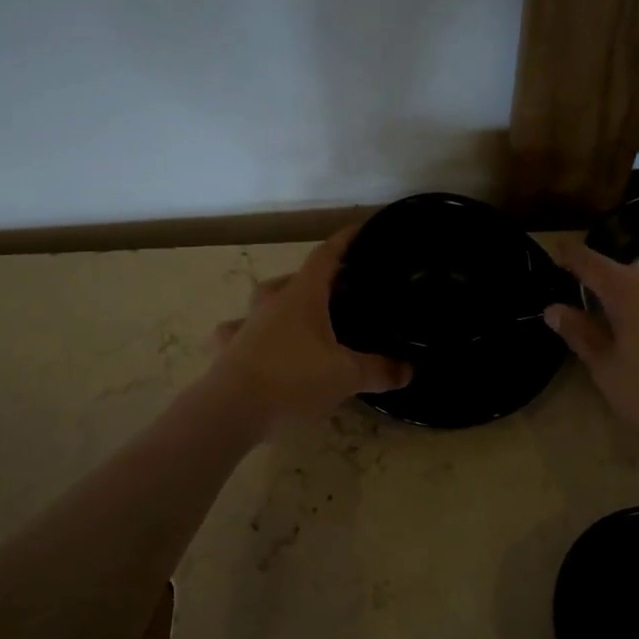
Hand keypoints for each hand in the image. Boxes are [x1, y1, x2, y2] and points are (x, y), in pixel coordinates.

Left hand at [206, 226, 411, 427]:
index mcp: (302, 296)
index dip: (345, 241)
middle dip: (318, 279)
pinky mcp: (229, 350)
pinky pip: (239, 333)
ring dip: (282, 302)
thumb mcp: (346, 376)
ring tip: (301, 316)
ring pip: (264, 301)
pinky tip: (255, 344)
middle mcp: (272, 303)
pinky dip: (249, 333)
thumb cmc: (293, 379)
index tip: (361, 229)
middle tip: (340, 290)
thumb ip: (379, 370)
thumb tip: (409, 370)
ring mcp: (246, 325)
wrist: (231, 410)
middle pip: (295, 278)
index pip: (326, 256)